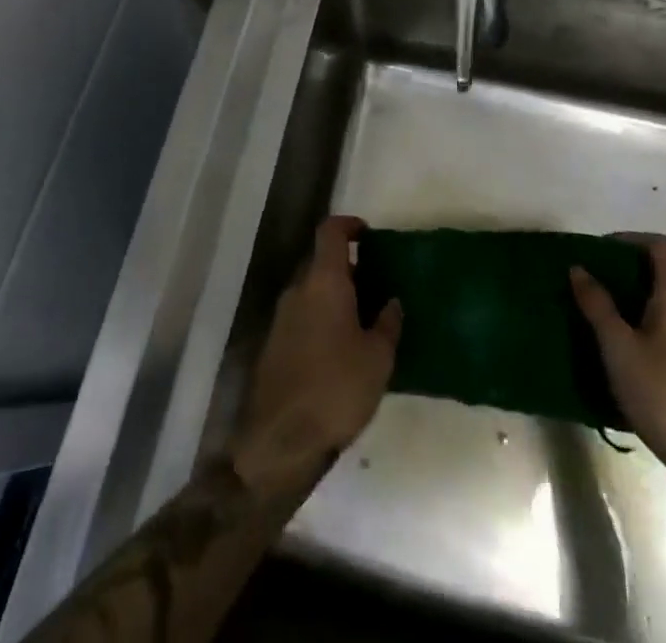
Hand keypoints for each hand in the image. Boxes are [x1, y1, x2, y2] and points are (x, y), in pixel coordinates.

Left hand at [228, 216, 401, 502]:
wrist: (280, 441)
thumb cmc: (336, 389)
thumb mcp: (377, 358)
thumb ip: (387, 323)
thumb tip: (391, 302)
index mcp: (323, 282)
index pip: (330, 231)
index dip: (349, 225)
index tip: (368, 235)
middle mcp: (298, 290)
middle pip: (321, 261)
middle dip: (348, 267)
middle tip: (376, 286)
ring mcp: (281, 317)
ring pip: (311, 290)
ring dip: (335, 295)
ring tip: (364, 319)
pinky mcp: (274, 344)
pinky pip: (303, 315)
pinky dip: (322, 318)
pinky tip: (342, 348)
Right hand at [571, 234, 665, 520]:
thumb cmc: (664, 395)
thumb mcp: (619, 348)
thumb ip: (597, 305)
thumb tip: (578, 269)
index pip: (658, 245)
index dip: (627, 240)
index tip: (597, 253)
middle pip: (665, 274)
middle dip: (627, 273)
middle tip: (592, 285)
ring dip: (638, 303)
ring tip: (604, 318)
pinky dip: (652, 328)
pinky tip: (629, 354)